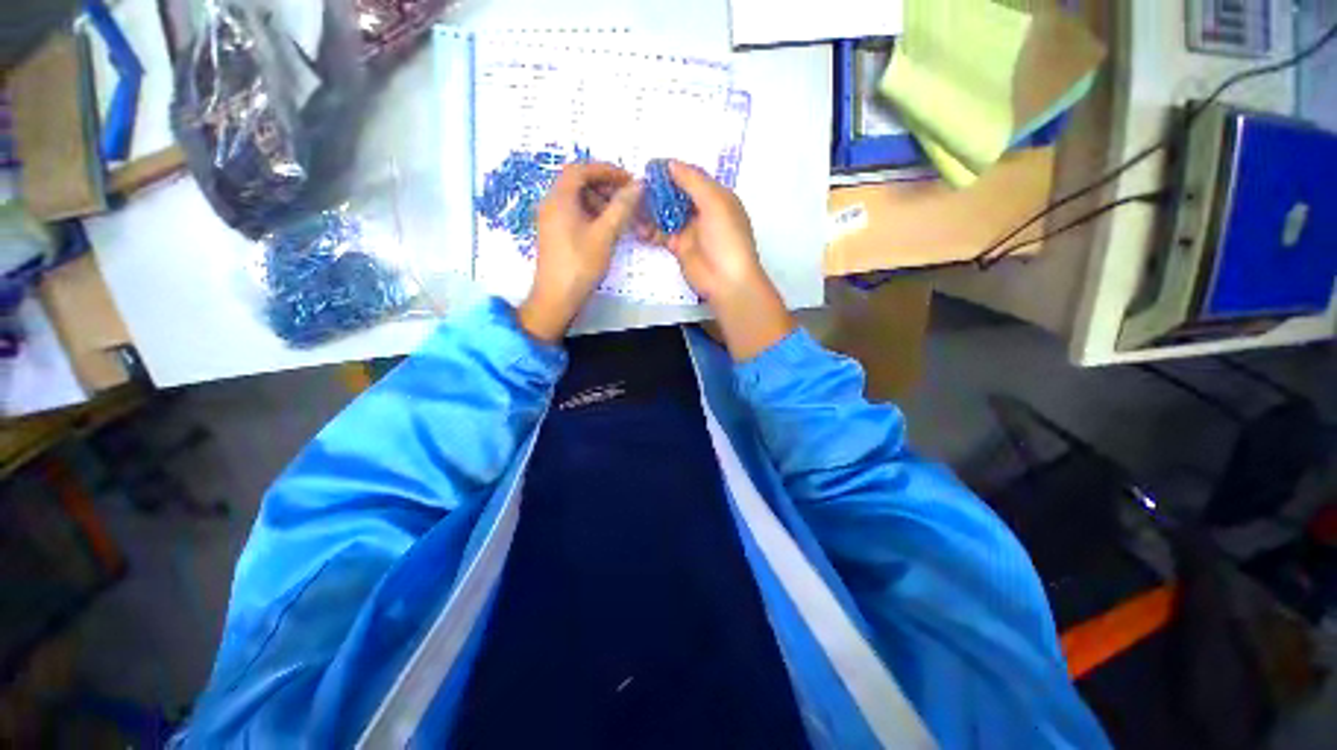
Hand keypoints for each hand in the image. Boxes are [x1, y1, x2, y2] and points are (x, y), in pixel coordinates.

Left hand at [518, 162, 641, 341]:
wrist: (557, 297)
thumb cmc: (580, 264)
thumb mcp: (605, 234)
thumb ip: (621, 207)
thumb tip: (638, 185)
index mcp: (559, 198)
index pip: (581, 169)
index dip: (606, 170)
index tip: (628, 180)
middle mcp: (551, 203)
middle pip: (577, 182)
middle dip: (604, 185)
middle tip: (626, 198)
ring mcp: (551, 219)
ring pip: (576, 198)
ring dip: (599, 200)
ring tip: (619, 216)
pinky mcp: (554, 233)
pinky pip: (573, 213)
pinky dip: (591, 213)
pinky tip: (606, 228)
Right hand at [654, 161, 793, 360]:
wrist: (726, 280)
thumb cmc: (726, 238)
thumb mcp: (715, 202)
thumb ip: (692, 181)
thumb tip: (670, 164)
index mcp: (717, 196)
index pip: (691, 177)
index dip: (672, 170)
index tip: (649, 167)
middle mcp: (703, 211)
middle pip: (677, 194)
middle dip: (658, 190)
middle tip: (636, 186)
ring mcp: (690, 230)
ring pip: (667, 213)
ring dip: (651, 209)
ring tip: (632, 204)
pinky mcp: (679, 247)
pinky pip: (661, 234)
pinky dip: (649, 230)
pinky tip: (637, 227)